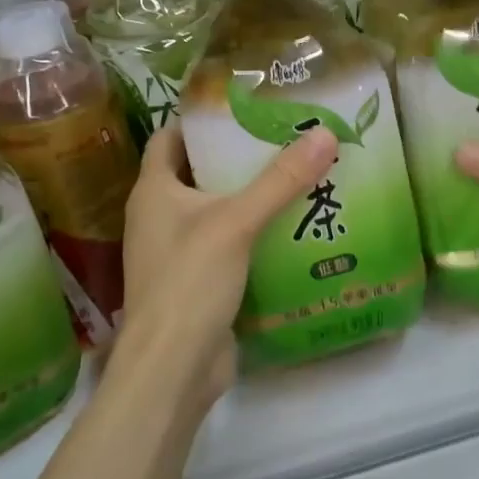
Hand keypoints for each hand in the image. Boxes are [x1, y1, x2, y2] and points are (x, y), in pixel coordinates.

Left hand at [117, 122, 338, 407]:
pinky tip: (293, 224)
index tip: (246, 107)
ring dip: (251, 194)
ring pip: (217, 209)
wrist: (173, 370)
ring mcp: (178, 250)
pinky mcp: (199, 280)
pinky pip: (229, 242)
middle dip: (238, 155)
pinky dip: (255, 231)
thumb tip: (325, 133)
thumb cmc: (189, 282)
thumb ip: (281, 179)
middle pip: (199, 171)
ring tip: (298, 174)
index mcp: (153, 191)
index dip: (202, 120)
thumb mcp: (237, 222)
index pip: (171, 137)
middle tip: (286, 137)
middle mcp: (160, 216)